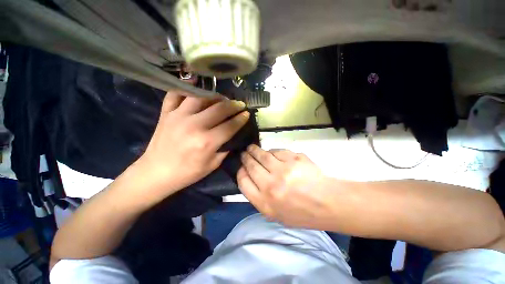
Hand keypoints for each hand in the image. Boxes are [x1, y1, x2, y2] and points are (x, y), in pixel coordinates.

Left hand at [136, 90, 249, 202]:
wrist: (156, 173)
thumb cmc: (187, 173)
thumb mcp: (213, 165)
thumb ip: (225, 148)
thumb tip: (233, 135)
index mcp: (207, 142)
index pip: (230, 125)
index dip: (241, 118)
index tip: (247, 113)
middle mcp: (194, 126)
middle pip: (219, 109)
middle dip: (233, 105)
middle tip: (240, 104)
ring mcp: (178, 117)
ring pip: (200, 97)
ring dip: (215, 96)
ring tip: (222, 98)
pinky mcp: (166, 114)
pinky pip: (175, 94)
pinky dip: (186, 88)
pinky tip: (195, 87)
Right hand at [238, 145, 335, 228]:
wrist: (327, 203)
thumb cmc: (300, 212)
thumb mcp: (275, 214)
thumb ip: (259, 198)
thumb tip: (250, 178)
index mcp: (265, 202)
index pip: (243, 181)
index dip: (240, 172)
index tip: (241, 167)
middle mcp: (271, 185)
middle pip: (251, 165)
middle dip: (245, 157)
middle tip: (244, 153)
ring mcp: (283, 170)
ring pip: (262, 155)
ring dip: (255, 150)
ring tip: (252, 148)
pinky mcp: (293, 159)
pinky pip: (277, 151)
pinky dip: (272, 151)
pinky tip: (271, 152)